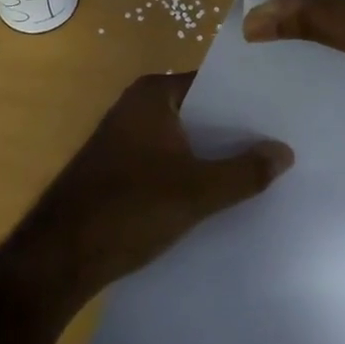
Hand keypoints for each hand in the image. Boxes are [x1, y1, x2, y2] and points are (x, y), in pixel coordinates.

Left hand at [10, 73, 292, 306]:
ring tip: (262, 171)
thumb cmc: (129, 208)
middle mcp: (137, 107)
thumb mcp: (197, 191)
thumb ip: (244, 172)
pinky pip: (167, 162)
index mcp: (154, 94)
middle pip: (200, 113)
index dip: (248, 102)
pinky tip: (219, 196)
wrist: (59, 257)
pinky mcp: (119, 169)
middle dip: (235, 132)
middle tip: (283, 145)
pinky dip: (191, 173)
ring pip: (184, 141)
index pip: (214, 85)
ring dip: (214, 156)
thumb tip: (285, 151)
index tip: (284, 116)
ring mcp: (126, 139)